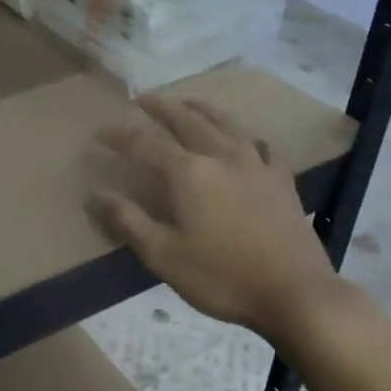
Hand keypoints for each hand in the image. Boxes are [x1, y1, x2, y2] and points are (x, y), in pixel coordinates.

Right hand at [91, 96, 334, 337]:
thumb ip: (128, 221)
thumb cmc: (221, 277)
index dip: (119, 137)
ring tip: (189, 103)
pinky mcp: (282, 181)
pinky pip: (262, 146)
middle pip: (187, 121)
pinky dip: (247, 136)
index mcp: (189, 173)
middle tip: (143, 97)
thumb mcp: (163, 255)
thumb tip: (96, 193)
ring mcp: (256, 165)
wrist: (294, 293)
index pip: (145, 144)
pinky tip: (247, 140)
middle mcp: (222, 156)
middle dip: (162, 107)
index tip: (99, 133)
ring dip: (202, 110)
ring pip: (226, 124)